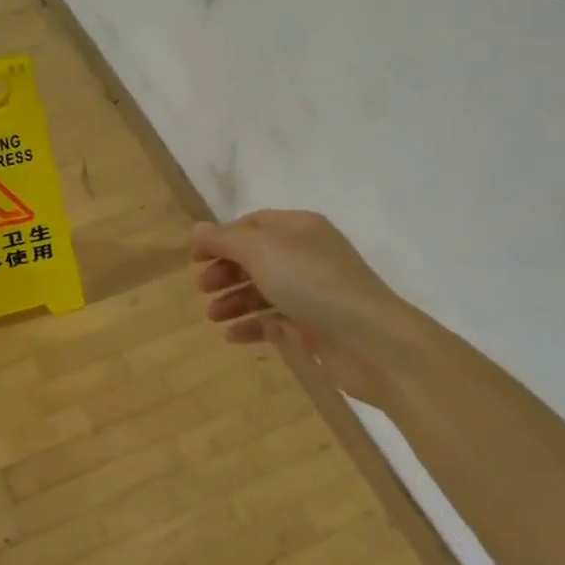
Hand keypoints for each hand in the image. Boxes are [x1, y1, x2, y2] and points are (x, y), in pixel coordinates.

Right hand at [190, 210, 417, 397]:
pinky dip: (252, 326)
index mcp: (298, 228)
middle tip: (201, 288)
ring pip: (263, 291)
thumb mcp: (261, 251)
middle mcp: (306, 256)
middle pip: (255, 258)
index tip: (195, 258)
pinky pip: (275, 321)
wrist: (370, 341)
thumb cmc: (312, 283)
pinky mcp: (314, 327)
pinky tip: (232, 336)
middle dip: (226, 271)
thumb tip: (197, 230)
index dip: (221, 238)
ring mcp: (311, 293)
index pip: (252, 224)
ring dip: (234, 301)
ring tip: (212, 316)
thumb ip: (224, 239)